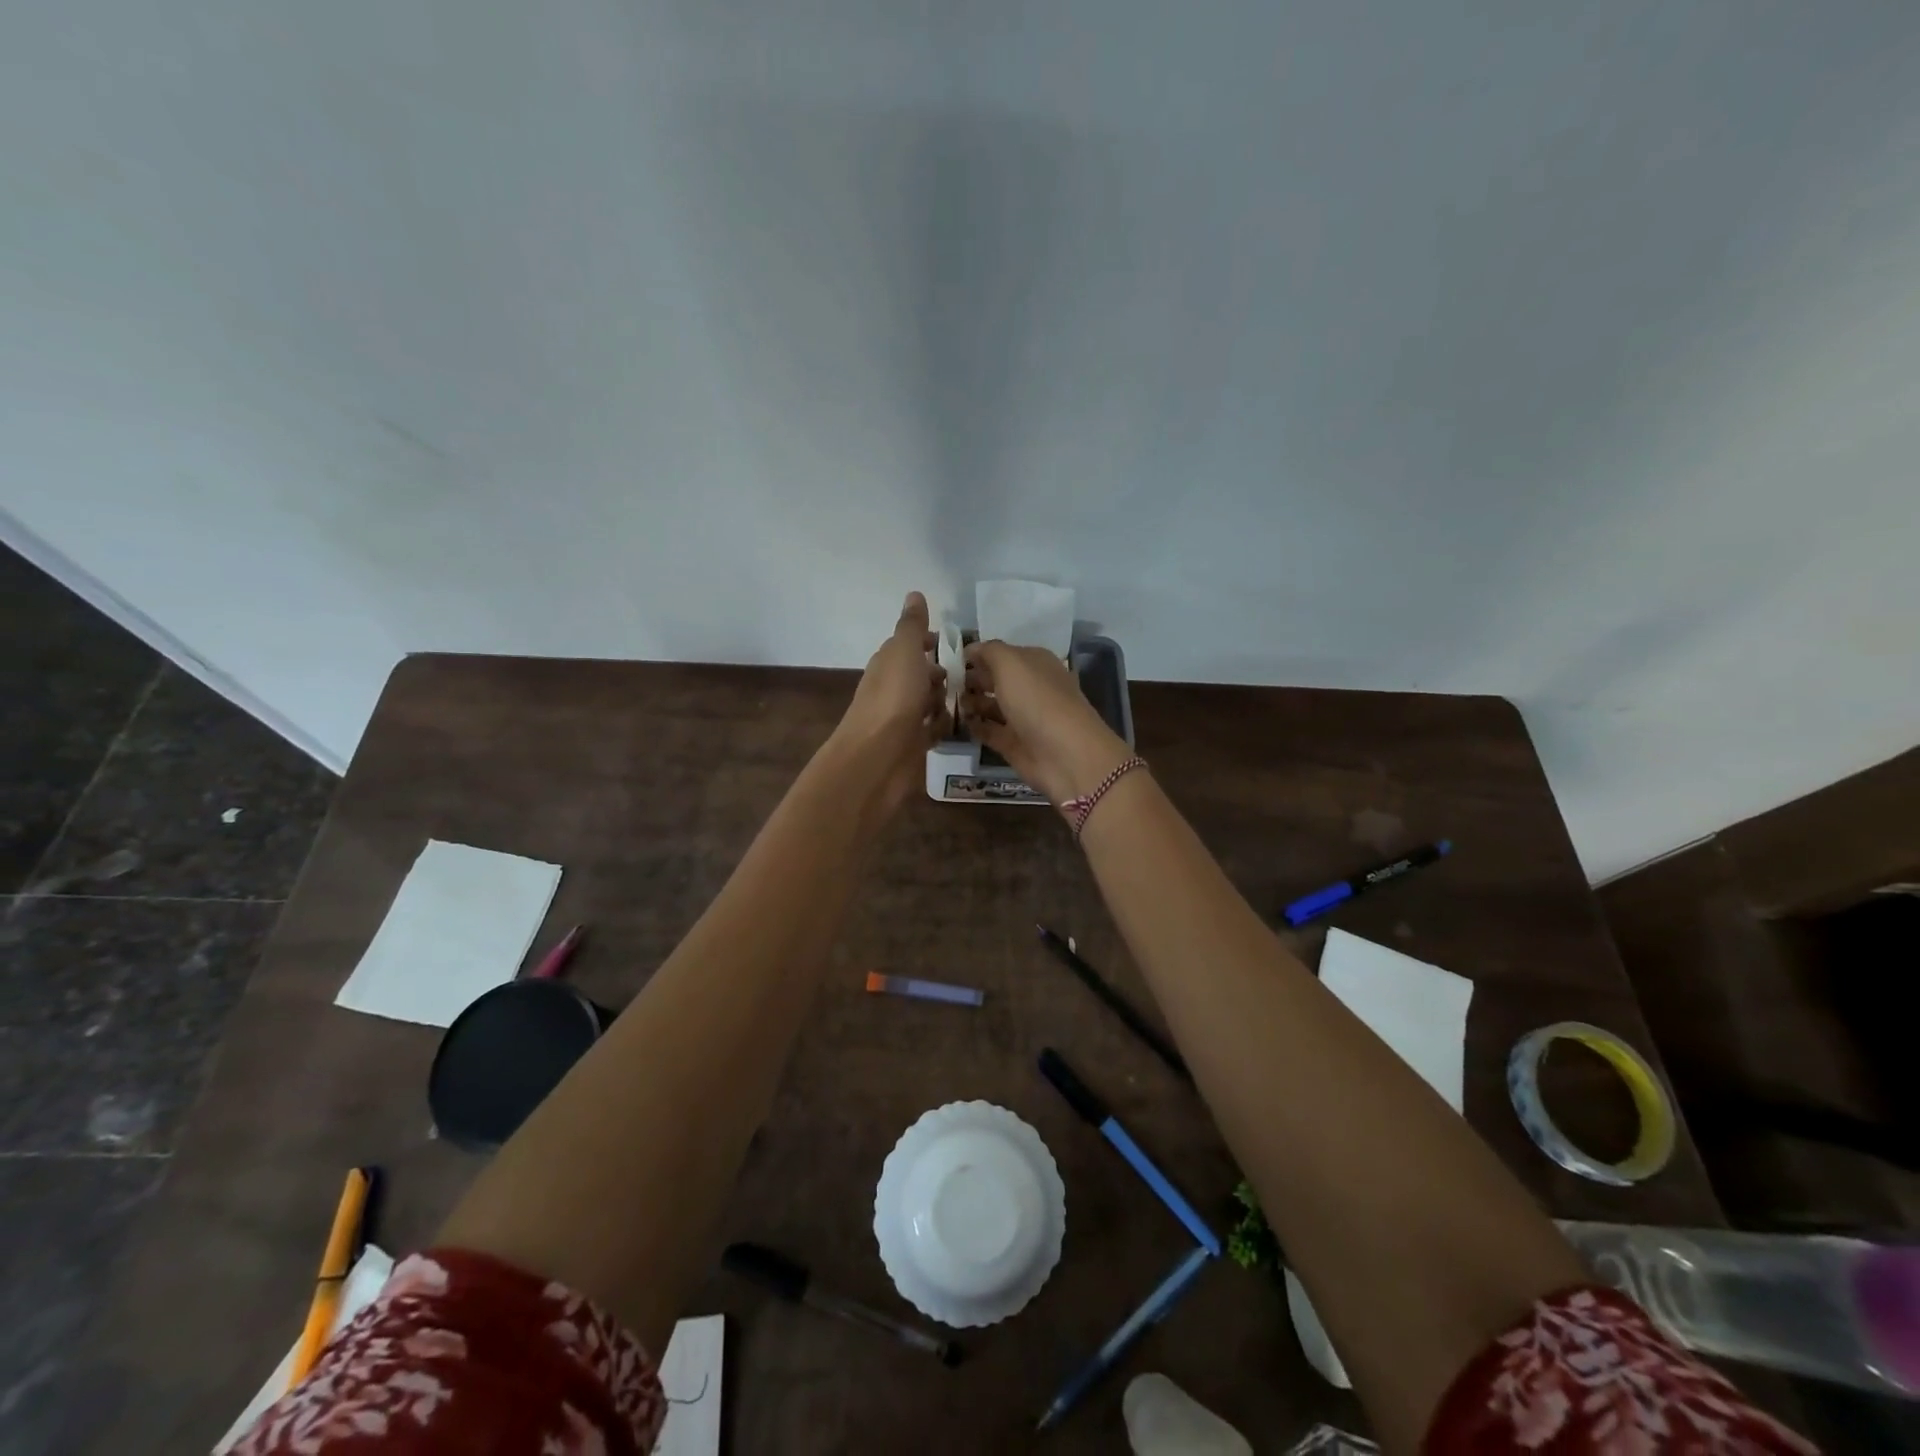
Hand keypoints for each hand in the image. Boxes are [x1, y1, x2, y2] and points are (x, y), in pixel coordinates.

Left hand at [829, 592, 951, 819]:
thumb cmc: (893, 698)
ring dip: (945, 700)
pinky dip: (943, 726)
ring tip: (972, 699)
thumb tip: (914, 593)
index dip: (930, 643)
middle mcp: (892, 689)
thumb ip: (912, 626)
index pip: (910, 646)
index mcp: (888, 664)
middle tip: (973, 675)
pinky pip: (932, 730)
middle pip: (921, 675)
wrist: (877, 757)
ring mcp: (901, 718)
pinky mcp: (911, 745)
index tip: (956, 645)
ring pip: (928, 703)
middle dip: (943, 674)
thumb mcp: (904, 652)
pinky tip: (960, 726)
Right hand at [961, 640, 1131, 811]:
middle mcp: (1030, 688)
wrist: (1065, 755)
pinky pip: (990, 731)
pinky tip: (958, 722)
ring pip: (992, 706)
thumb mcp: (1011, 663)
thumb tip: (971, 649)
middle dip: (972, 679)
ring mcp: (1023, 718)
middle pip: (996, 680)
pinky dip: (975, 727)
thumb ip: (989, 652)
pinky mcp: (1015, 744)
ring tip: (948, 702)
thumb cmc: (1037, 700)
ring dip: (971, 703)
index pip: (1002, 653)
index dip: (978, 654)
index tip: (950, 659)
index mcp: (1034, 663)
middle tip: (944, 682)